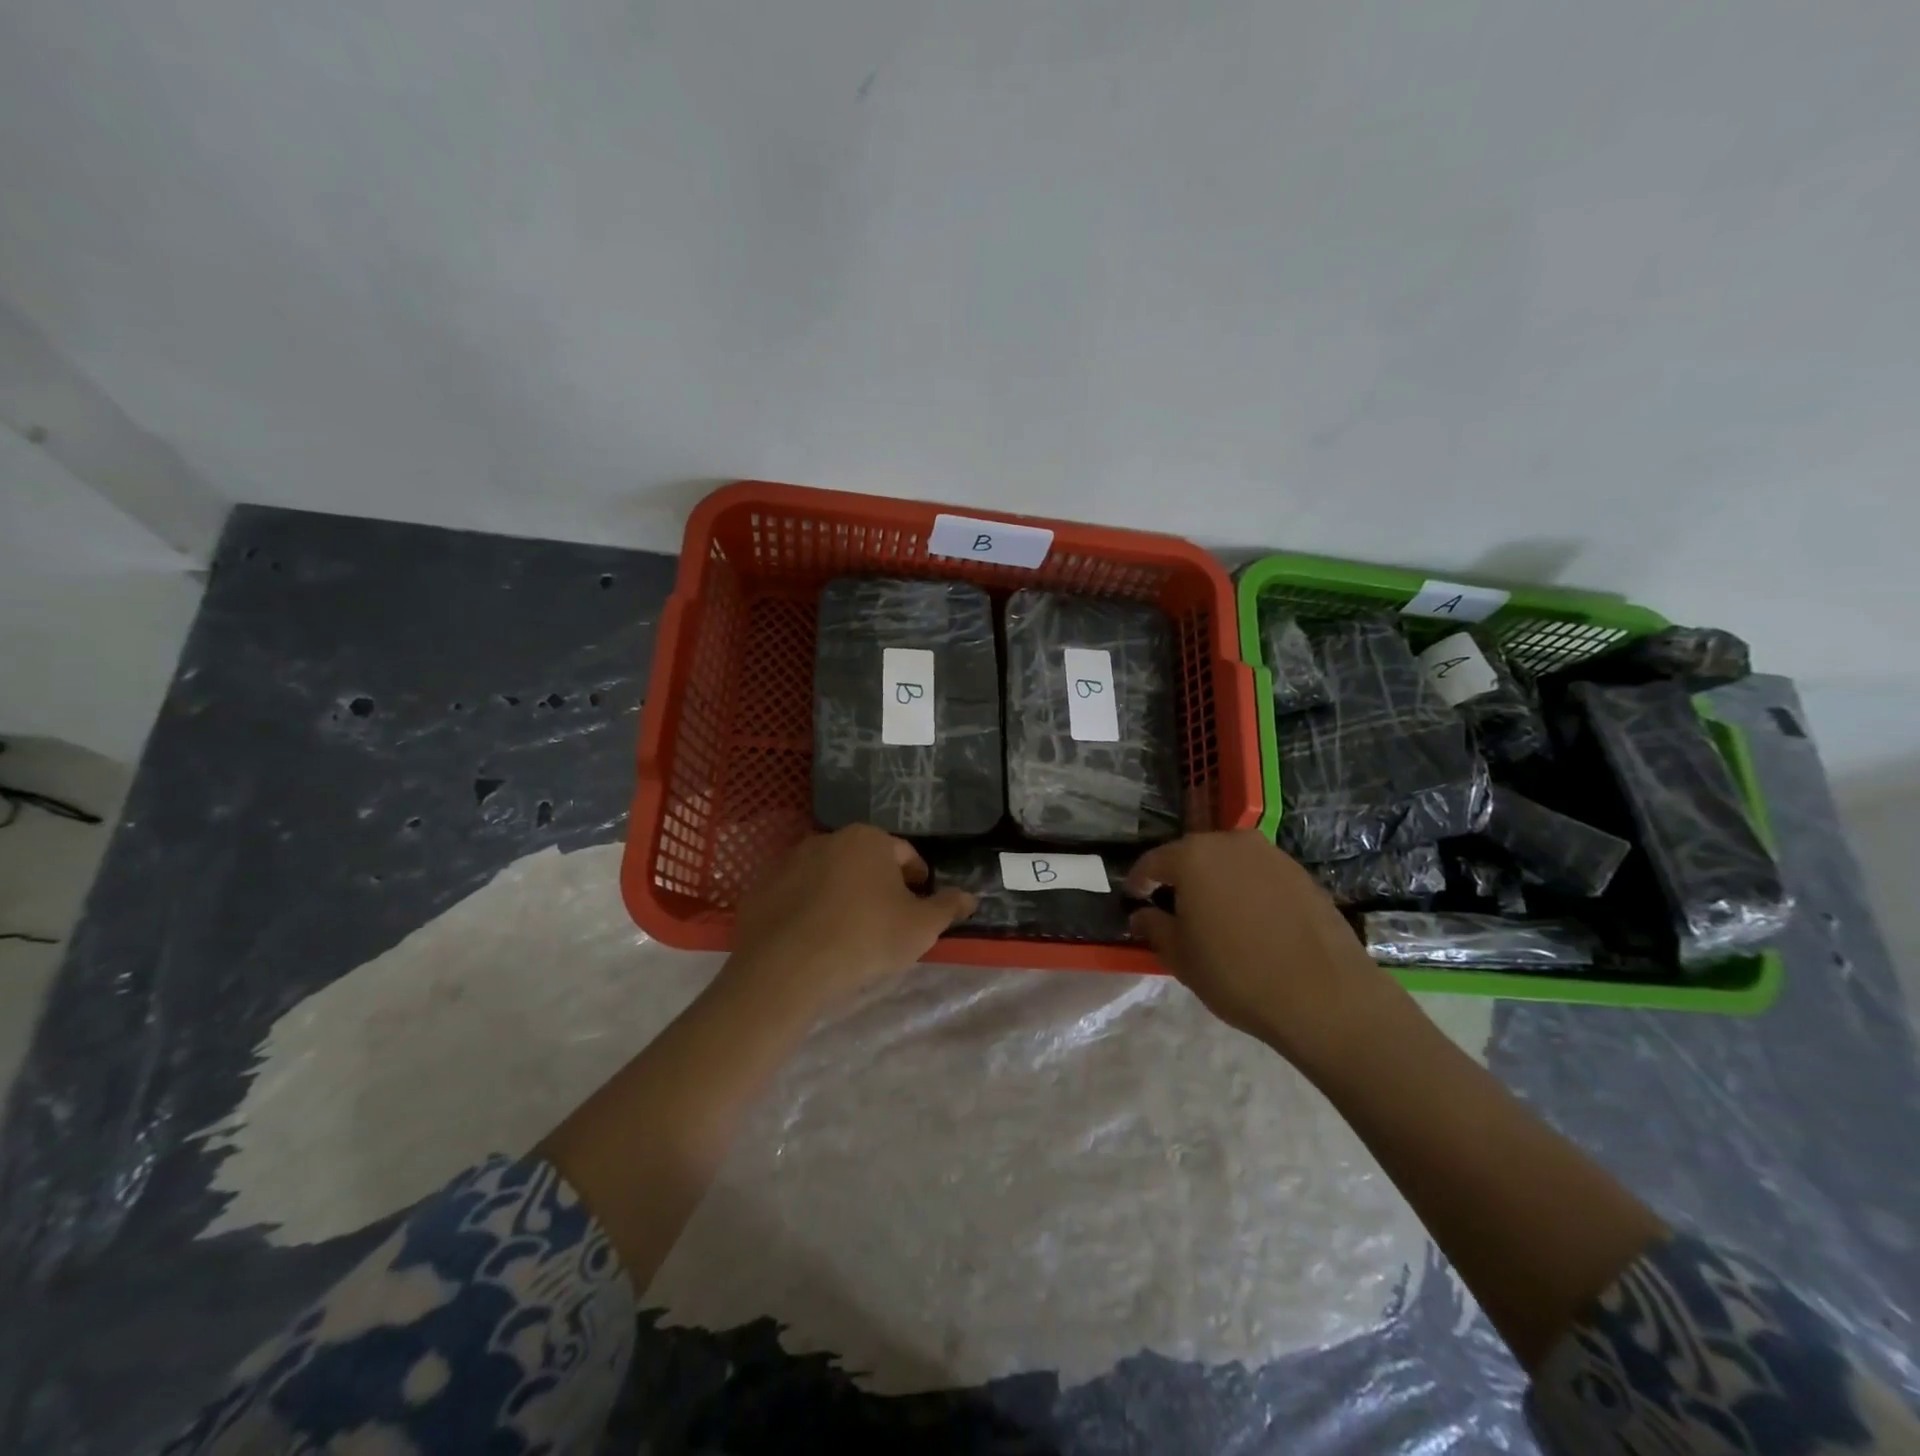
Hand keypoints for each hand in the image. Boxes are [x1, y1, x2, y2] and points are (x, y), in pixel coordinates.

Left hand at [725, 825, 976, 1015]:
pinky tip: (812, 940)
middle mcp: (827, 839)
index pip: (904, 854)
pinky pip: (795, 896)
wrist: (786, 967)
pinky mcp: (760, 888)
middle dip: (877, 885)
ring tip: (847, 933)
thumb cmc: (865, 938)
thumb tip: (970, 896)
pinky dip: (807, 910)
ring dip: (841, 895)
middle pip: (864, 861)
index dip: (917, 880)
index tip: (919, 905)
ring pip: (827, 877)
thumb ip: (947, 907)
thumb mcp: (921, 928)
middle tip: (886, 921)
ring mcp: (788, 862)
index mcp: (868, 839)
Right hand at [1126, 831, 1399, 1067]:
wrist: (1325, 996)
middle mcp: (1231, 843)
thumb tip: (1142, 914)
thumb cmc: (1237, 974)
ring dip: (1217, 881)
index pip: (1153, 861)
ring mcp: (1271, 855)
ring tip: (1215, 915)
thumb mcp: (1181, 957)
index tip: (1134, 898)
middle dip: (1180, 877)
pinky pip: (1260, 875)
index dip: (1139, 881)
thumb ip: (1154, 927)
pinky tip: (1252, 921)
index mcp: (1192, 856)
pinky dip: (1248, 890)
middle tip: (1173, 907)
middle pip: (1193, 854)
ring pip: (1230, 862)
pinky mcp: (1302, 874)